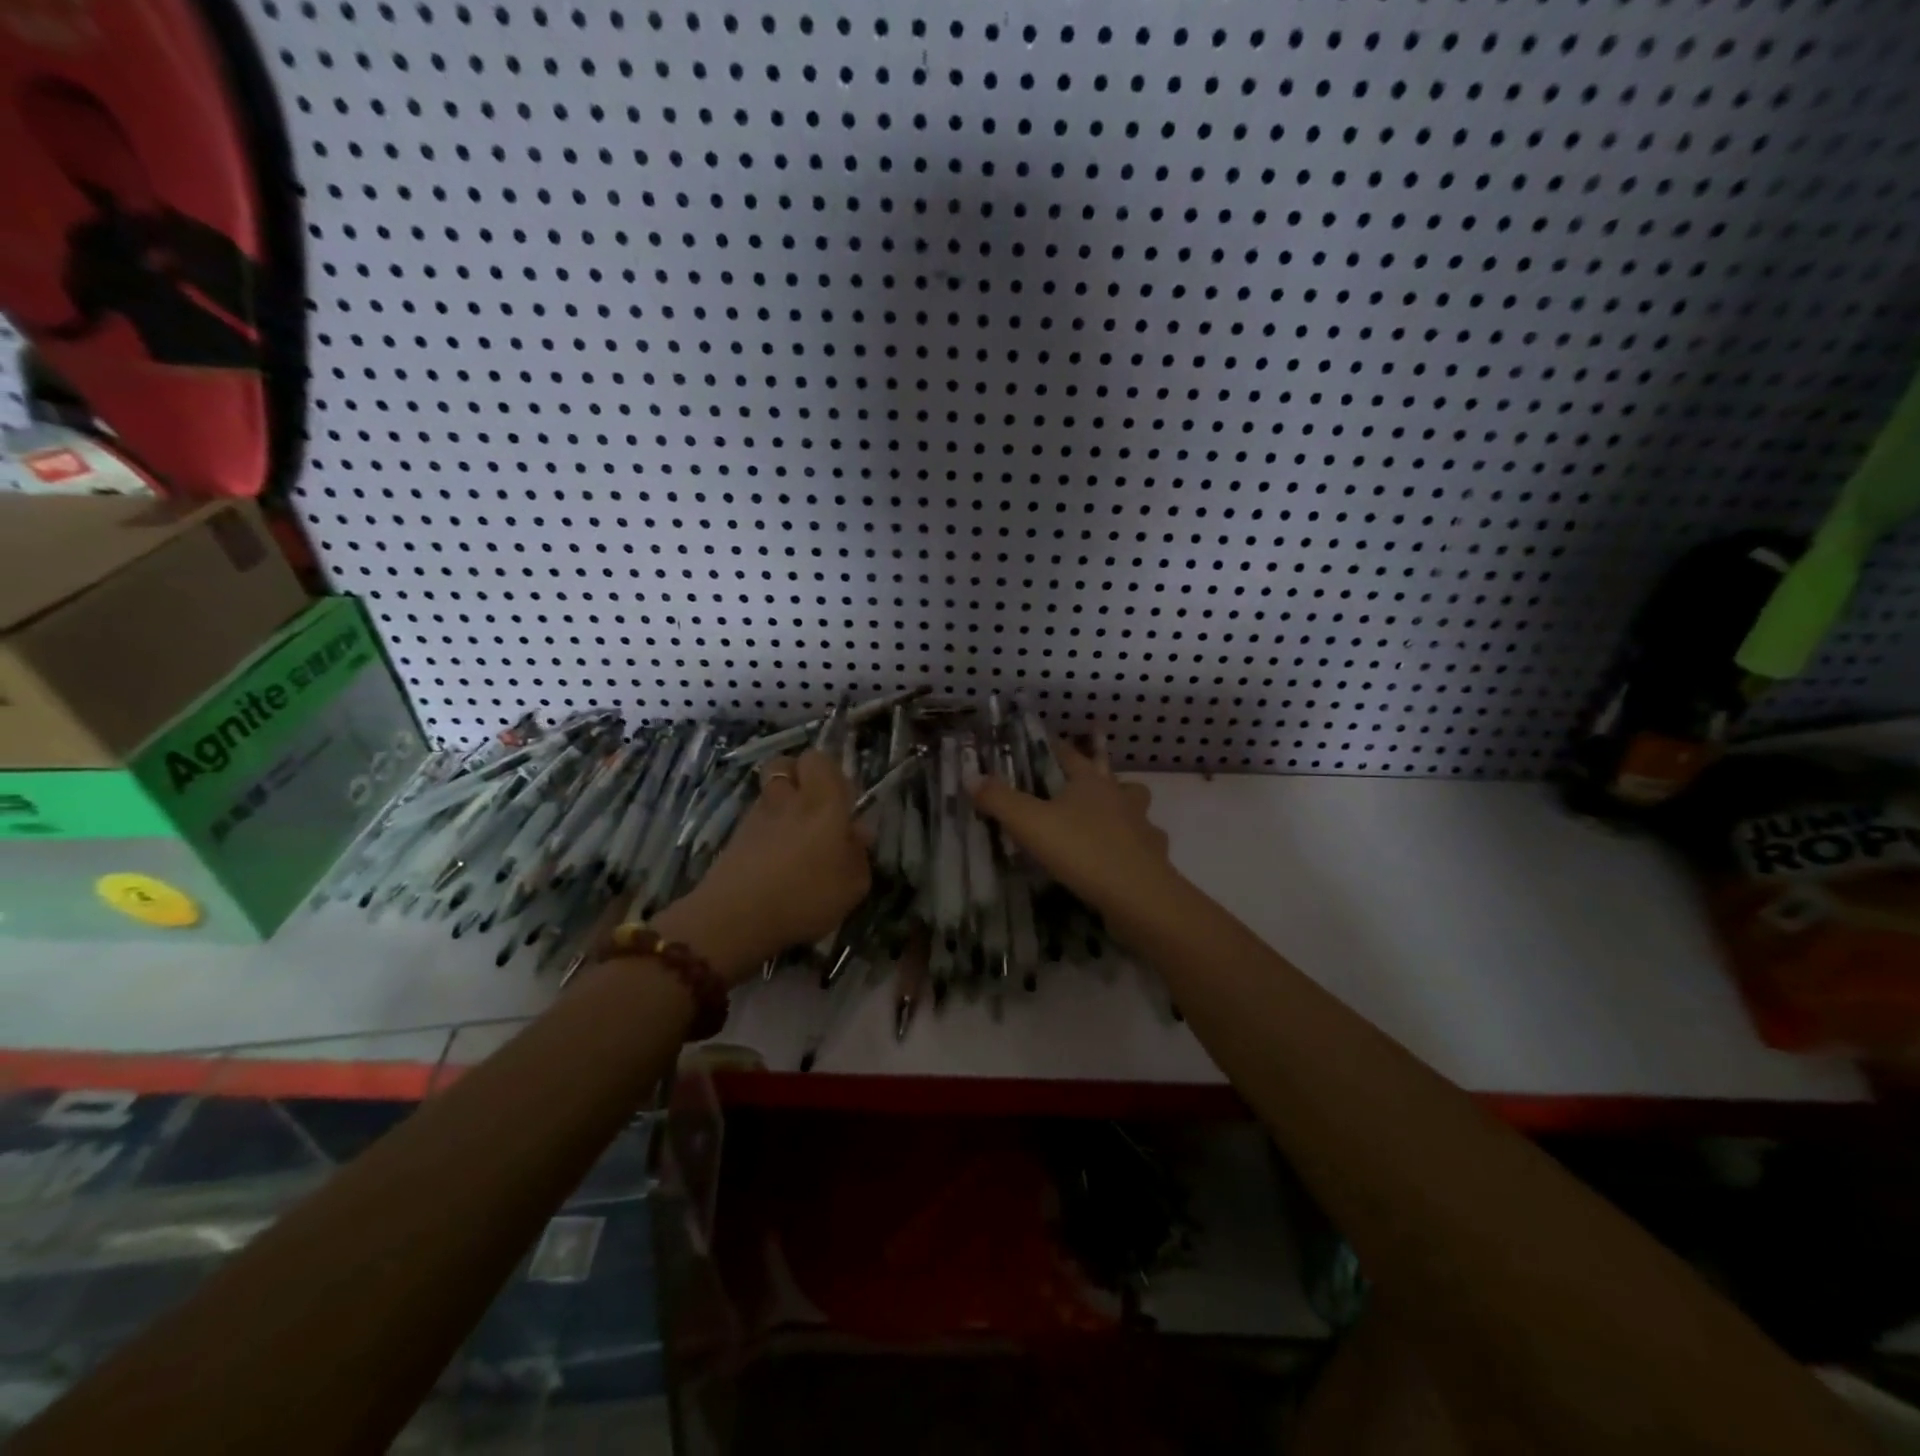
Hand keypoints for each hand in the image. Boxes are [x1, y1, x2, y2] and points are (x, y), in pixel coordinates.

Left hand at [657, 749, 870, 981]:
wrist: (736, 917)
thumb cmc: (806, 896)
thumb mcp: (853, 885)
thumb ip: (859, 853)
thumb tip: (857, 832)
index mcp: (823, 801)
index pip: (819, 759)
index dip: (829, 772)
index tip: (841, 800)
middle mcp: (788, 798)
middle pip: (785, 764)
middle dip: (798, 776)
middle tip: (814, 806)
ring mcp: (756, 815)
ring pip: (769, 791)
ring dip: (781, 803)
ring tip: (793, 836)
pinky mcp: (735, 837)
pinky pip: (755, 819)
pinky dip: (765, 829)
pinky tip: (773, 859)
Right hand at [970, 734, 1178, 923]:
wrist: (1138, 896)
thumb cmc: (1082, 850)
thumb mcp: (1030, 823)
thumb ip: (999, 800)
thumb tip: (971, 776)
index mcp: (1090, 783)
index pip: (1070, 755)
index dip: (1055, 747)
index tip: (1045, 741)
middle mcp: (1120, 798)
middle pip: (1110, 777)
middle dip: (1098, 775)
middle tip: (1081, 783)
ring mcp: (1142, 827)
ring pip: (1136, 807)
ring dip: (1123, 809)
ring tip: (1105, 821)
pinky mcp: (1154, 858)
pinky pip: (1145, 844)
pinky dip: (1134, 847)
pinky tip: (1122, 859)